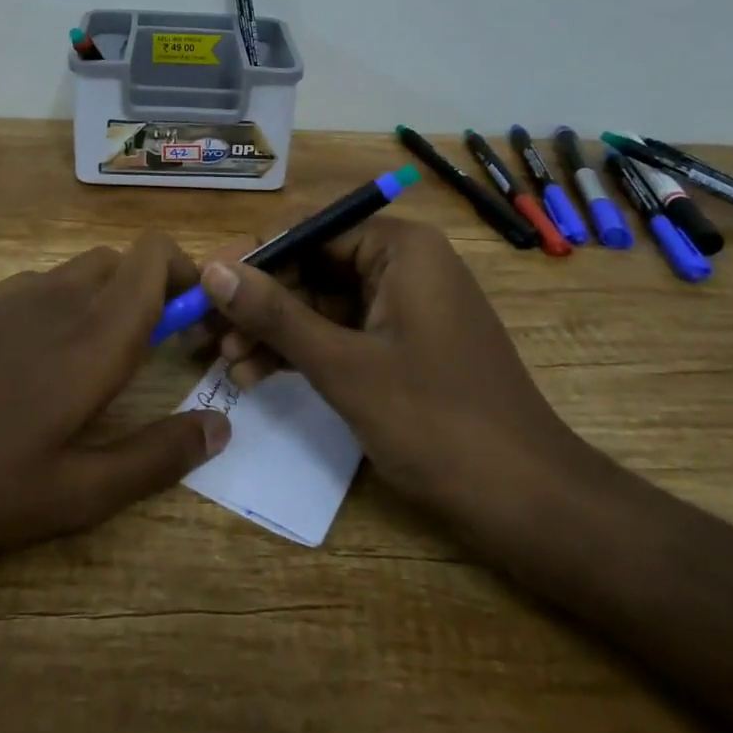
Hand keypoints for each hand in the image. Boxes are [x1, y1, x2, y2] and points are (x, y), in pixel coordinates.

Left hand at [0, 232, 229, 564]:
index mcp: (95, 334)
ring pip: (80, 270)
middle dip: (148, 291)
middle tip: (147, 350)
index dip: (184, 273)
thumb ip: (156, 457)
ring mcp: (12, 293)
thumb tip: (220, 427)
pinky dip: (58, 306)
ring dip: (103, 298)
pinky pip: (37, 286)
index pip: (154, 256)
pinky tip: (29, 365)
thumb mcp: (76, 494)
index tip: (191, 320)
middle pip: (123, 259)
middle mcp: (60, 296)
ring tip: (88, 362)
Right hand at [198, 218, 594, 546]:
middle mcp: (403, 263)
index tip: (204, 284)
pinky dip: (304, 352)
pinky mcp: (404, 343)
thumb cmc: (435, 421)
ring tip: (227, 364)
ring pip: (322, 303)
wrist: (528, 502)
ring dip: (275, 332)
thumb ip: (275, 314)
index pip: (309, 230)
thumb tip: (212, 268)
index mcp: (400, 247)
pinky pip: (343, 332)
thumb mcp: (343, 365)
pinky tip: (260, 377)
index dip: (253, 257)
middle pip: (313, 266)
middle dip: (259, 302)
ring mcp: (405, 305)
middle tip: (205, 333)